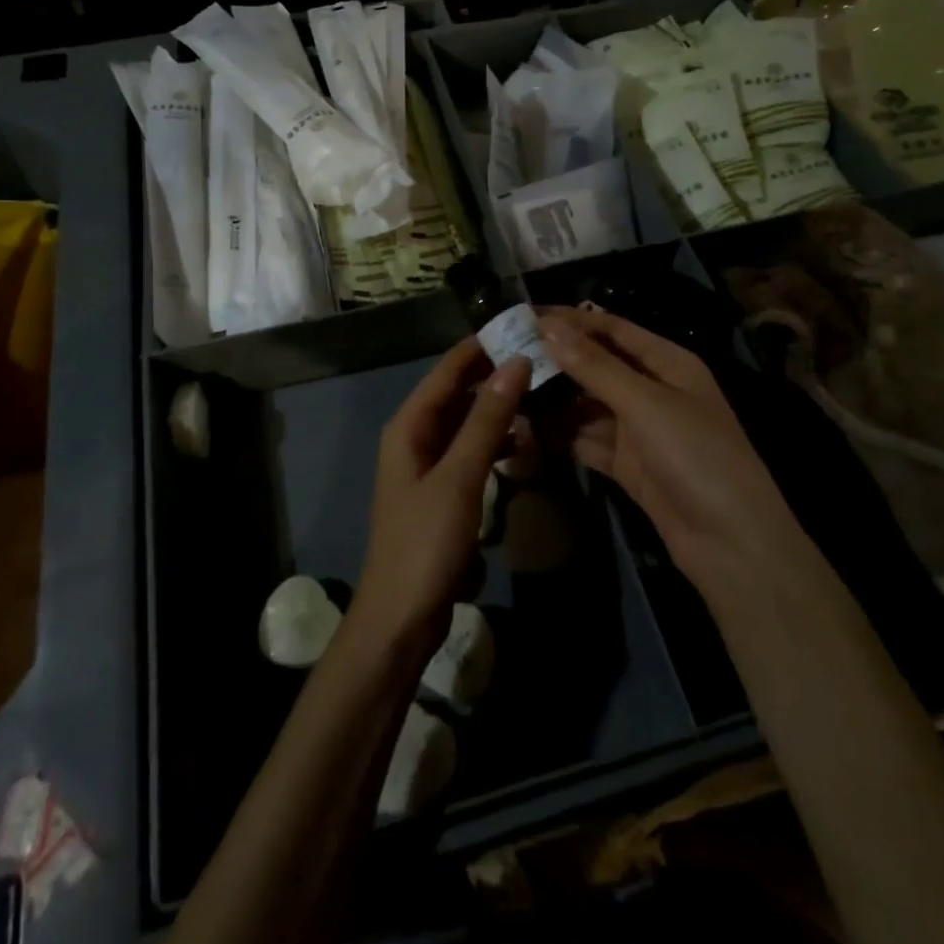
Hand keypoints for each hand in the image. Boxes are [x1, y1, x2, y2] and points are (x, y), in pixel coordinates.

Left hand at [354, 338, 528, 657]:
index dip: (480, 347)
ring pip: (466, 423)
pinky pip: (470, 452)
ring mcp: (428, 465)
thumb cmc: (426, 542)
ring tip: (540, 396)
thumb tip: (514, 363)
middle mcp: (415, 437)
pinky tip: (522, 444)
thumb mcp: (460, 477)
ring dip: (497, 410)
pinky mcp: (442, 491)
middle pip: (457, 393)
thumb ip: (486, 420)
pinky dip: (494, 443)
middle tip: (542, 360)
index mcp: (410, 425)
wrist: (401, 617)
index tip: (520, 326)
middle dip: (494, 376)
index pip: (447, 370)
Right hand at [537, 308, 792, 600]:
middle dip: (556, 361)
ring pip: (587, 405)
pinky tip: (525, 429)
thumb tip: (548, 327)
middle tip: (505, 356)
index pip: (613, 329)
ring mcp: (639, 430)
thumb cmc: (696, 456)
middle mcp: (652, 390)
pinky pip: (586, 439)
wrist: (731, 543)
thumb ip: (594, 366)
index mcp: (668, 363)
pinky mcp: (627, 464)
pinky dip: (560, 435)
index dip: (571, 321)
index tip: (524, 316)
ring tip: (508, 392)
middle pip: (596, 366)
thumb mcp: (645, 403)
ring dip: (553, 400)